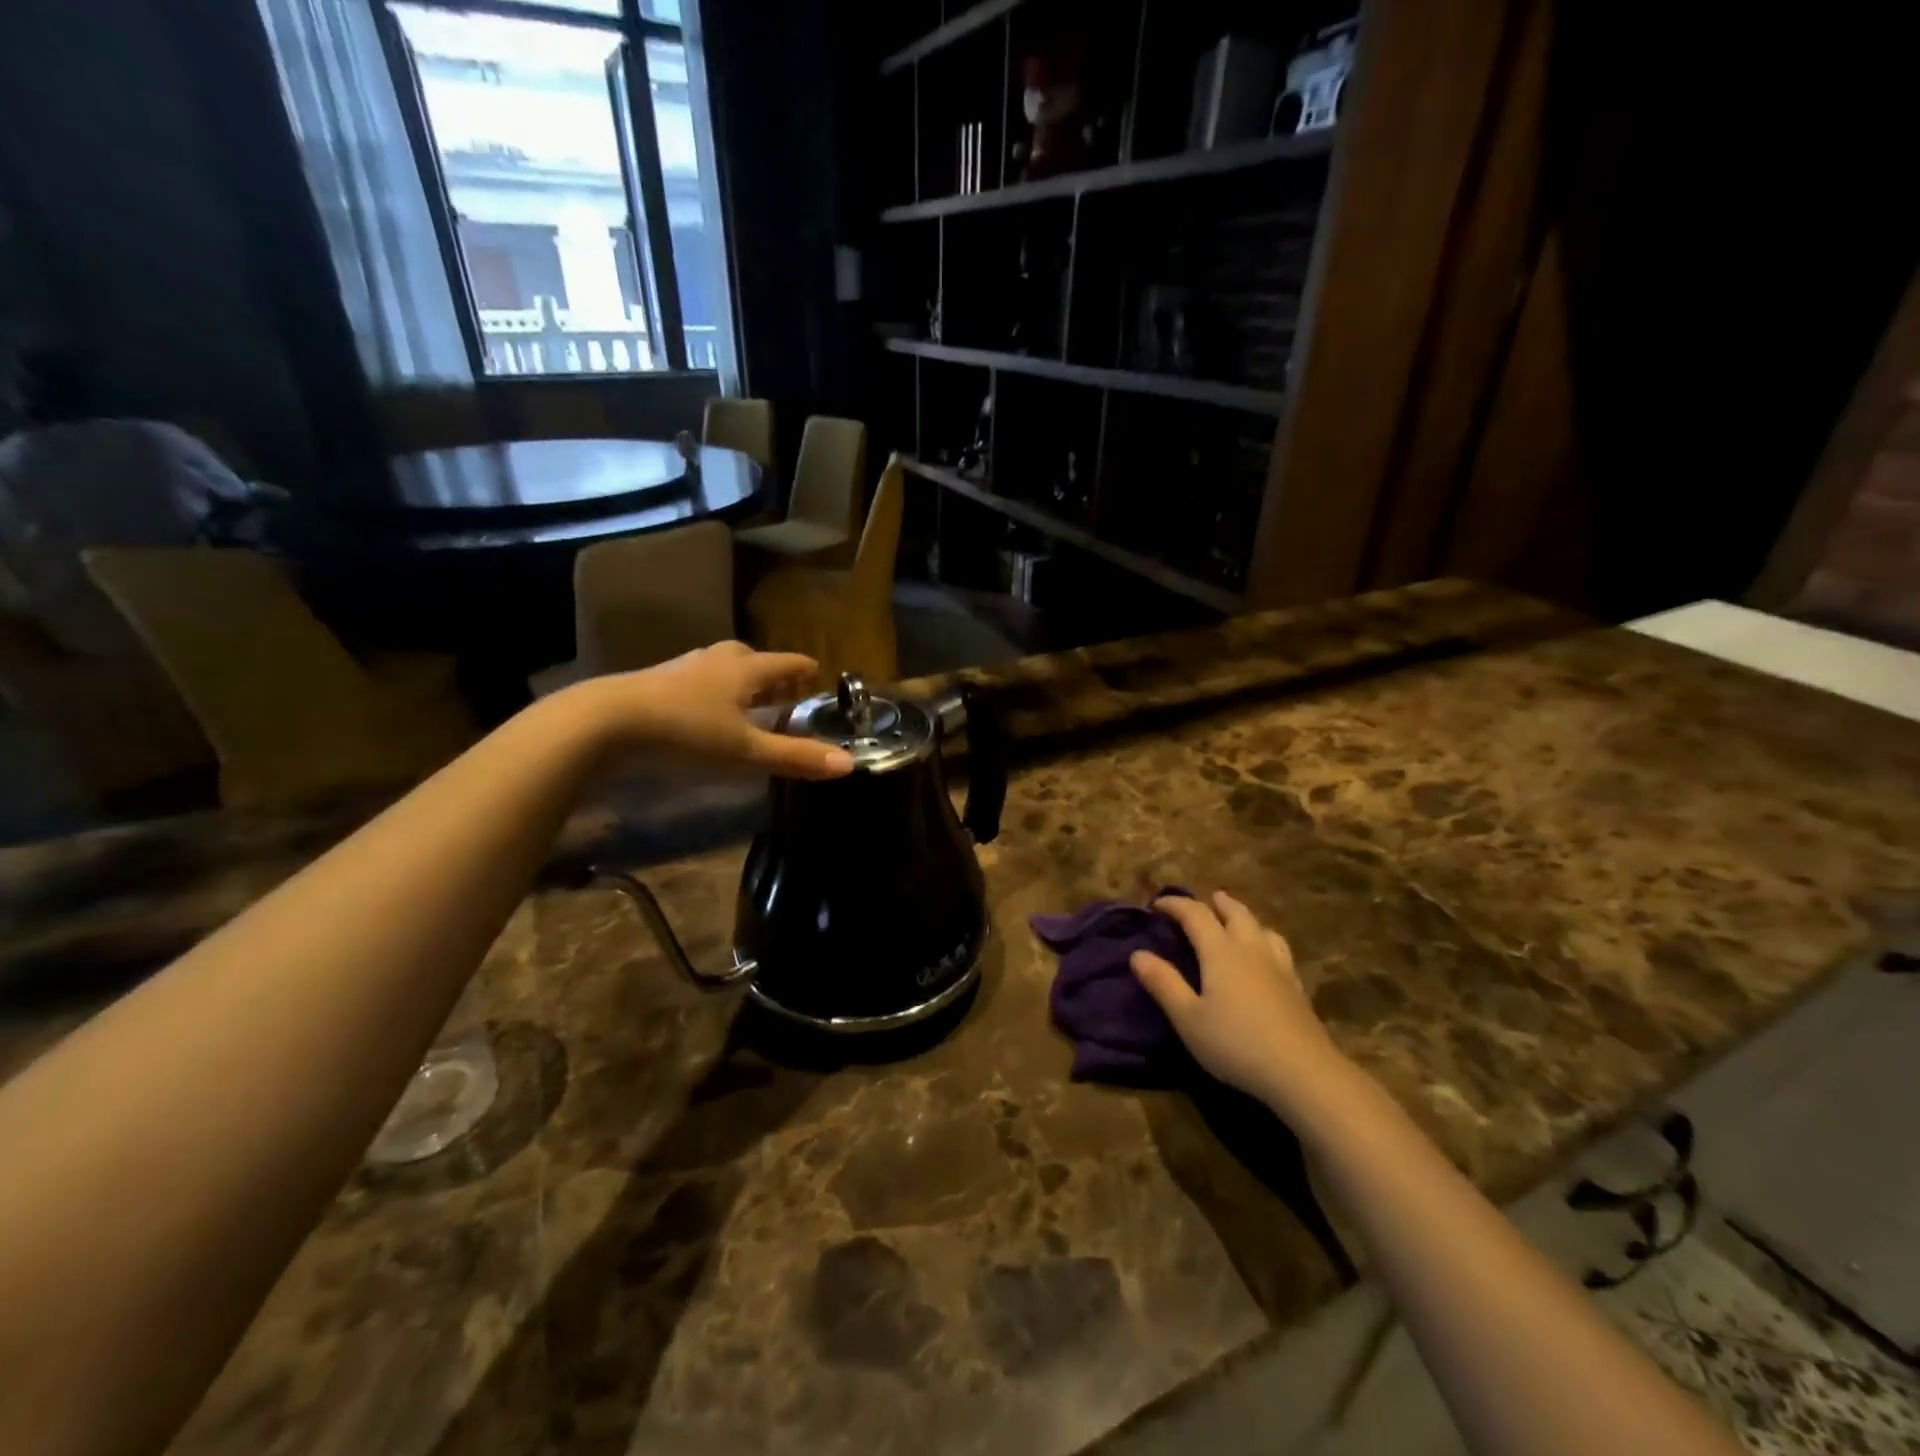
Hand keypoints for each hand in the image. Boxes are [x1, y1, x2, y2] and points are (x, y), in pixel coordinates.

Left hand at [569, 642, 854, 779]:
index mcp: (745, 668)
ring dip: (742, 685)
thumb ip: (795, 757)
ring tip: (750, 705)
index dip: (806, 670)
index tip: (819, 677)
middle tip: (788, 695)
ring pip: (723, 670)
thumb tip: (848, 764)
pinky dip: (713, 694)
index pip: (788, 661)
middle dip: (774, 677)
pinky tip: (706, 715)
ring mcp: (683, 668)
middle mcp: (717, 659)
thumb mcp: (745, 751)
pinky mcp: (657, 683)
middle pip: (755, 661)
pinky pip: (698, 683)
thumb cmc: (685, 732)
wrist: (604, 723)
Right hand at [1132, 892, 1346, 1112]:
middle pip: (1235, 913)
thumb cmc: (1236, 1043)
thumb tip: (1137, 954)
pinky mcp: (1297, 986)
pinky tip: (1266, 957)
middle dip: (1217, 903)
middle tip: (1206, 900)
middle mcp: (1251, 949)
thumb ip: (1163, 983)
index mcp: (1221, 951)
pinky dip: (1265, 940)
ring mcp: (1278, 966)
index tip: (1156, 905)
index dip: (1175, 905)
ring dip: (1244, 917)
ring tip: (1237, 921)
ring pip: (1261, 927)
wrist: (1303, 1071)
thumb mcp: (1188, 1018)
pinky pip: (1279, 948)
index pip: (1195, 914)